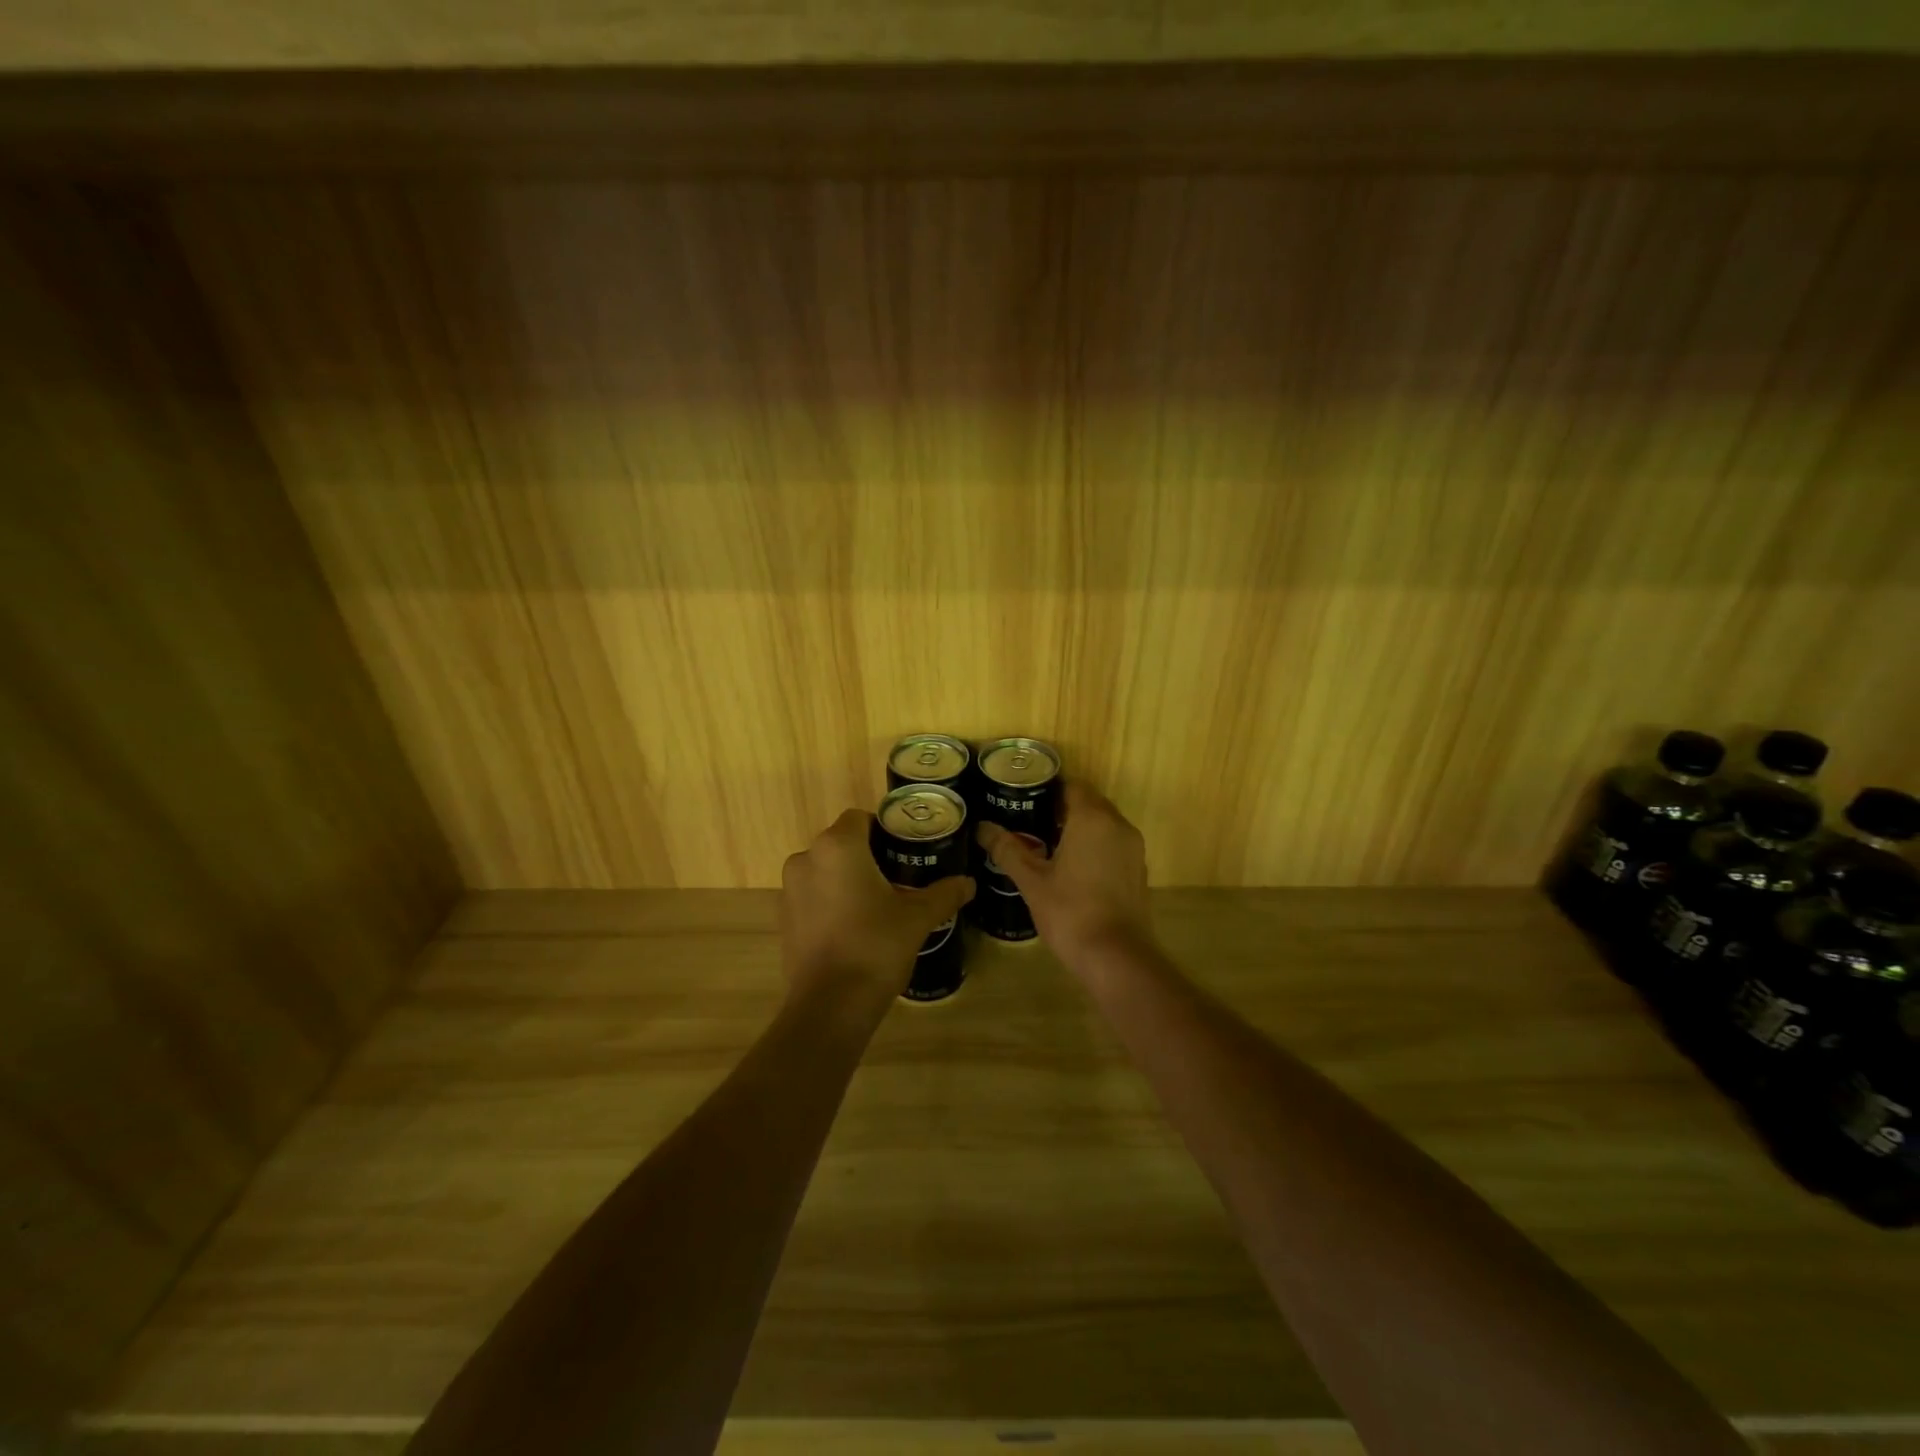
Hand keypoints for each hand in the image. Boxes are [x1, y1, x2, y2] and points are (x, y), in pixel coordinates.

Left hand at [780, 810, 973, 1006]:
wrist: (830, 1005)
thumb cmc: (876, 946)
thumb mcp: (918, 918)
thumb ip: (943, 894)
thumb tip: (968, 883)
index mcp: (838, 847)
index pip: (860, 818)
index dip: (884, 830)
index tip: (905, 852)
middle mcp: (807, 858)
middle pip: (842, 843)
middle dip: (868, 856)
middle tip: (900, 879)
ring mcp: (790, 889)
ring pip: (825, 870)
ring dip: (848, 879)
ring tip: (879, 905)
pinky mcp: (784, 918)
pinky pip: (813, 895)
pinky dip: (831, 902)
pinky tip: (855, 928)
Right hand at [976, 782, 1152, 965]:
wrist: (1117, 957)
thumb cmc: (1070, 912)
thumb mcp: (1032, 881)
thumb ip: (1008, 850)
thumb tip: (982, 828)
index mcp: (1091, 819)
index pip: (1072, 786)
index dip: (1049, 788)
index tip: (1025, 797)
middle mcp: (1118, 825)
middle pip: (1089, 802)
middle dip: (1062, 808)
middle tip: (1030, 820)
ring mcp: (1133, 848)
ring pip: (1104, 824)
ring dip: (1080, 828)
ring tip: (1047, 844)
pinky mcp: (1139, 870)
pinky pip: (1114, 844)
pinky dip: (1095, 846)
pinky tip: (1073, 868)